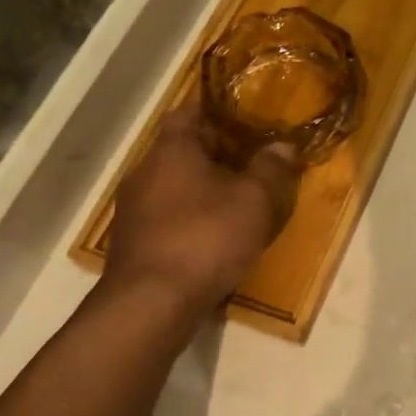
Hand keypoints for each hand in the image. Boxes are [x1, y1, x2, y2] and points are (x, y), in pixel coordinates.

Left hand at [98, 104, 299, 311]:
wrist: (150, 304)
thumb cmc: (205, 238)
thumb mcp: (253, 201)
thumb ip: (270, 168)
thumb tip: (283, 145)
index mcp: (171, 150)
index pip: (189, 112)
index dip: (218, 111)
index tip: (245, 118)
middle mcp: (144, 171)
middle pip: (181, 149)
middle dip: (216, 153)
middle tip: (252, 162)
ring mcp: (133, 209)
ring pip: (173, 184)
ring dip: (202, 188)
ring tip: (237, 201)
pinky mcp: (132, 242)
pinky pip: (166, 216)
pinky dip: (189, 217)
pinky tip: (213, 236)